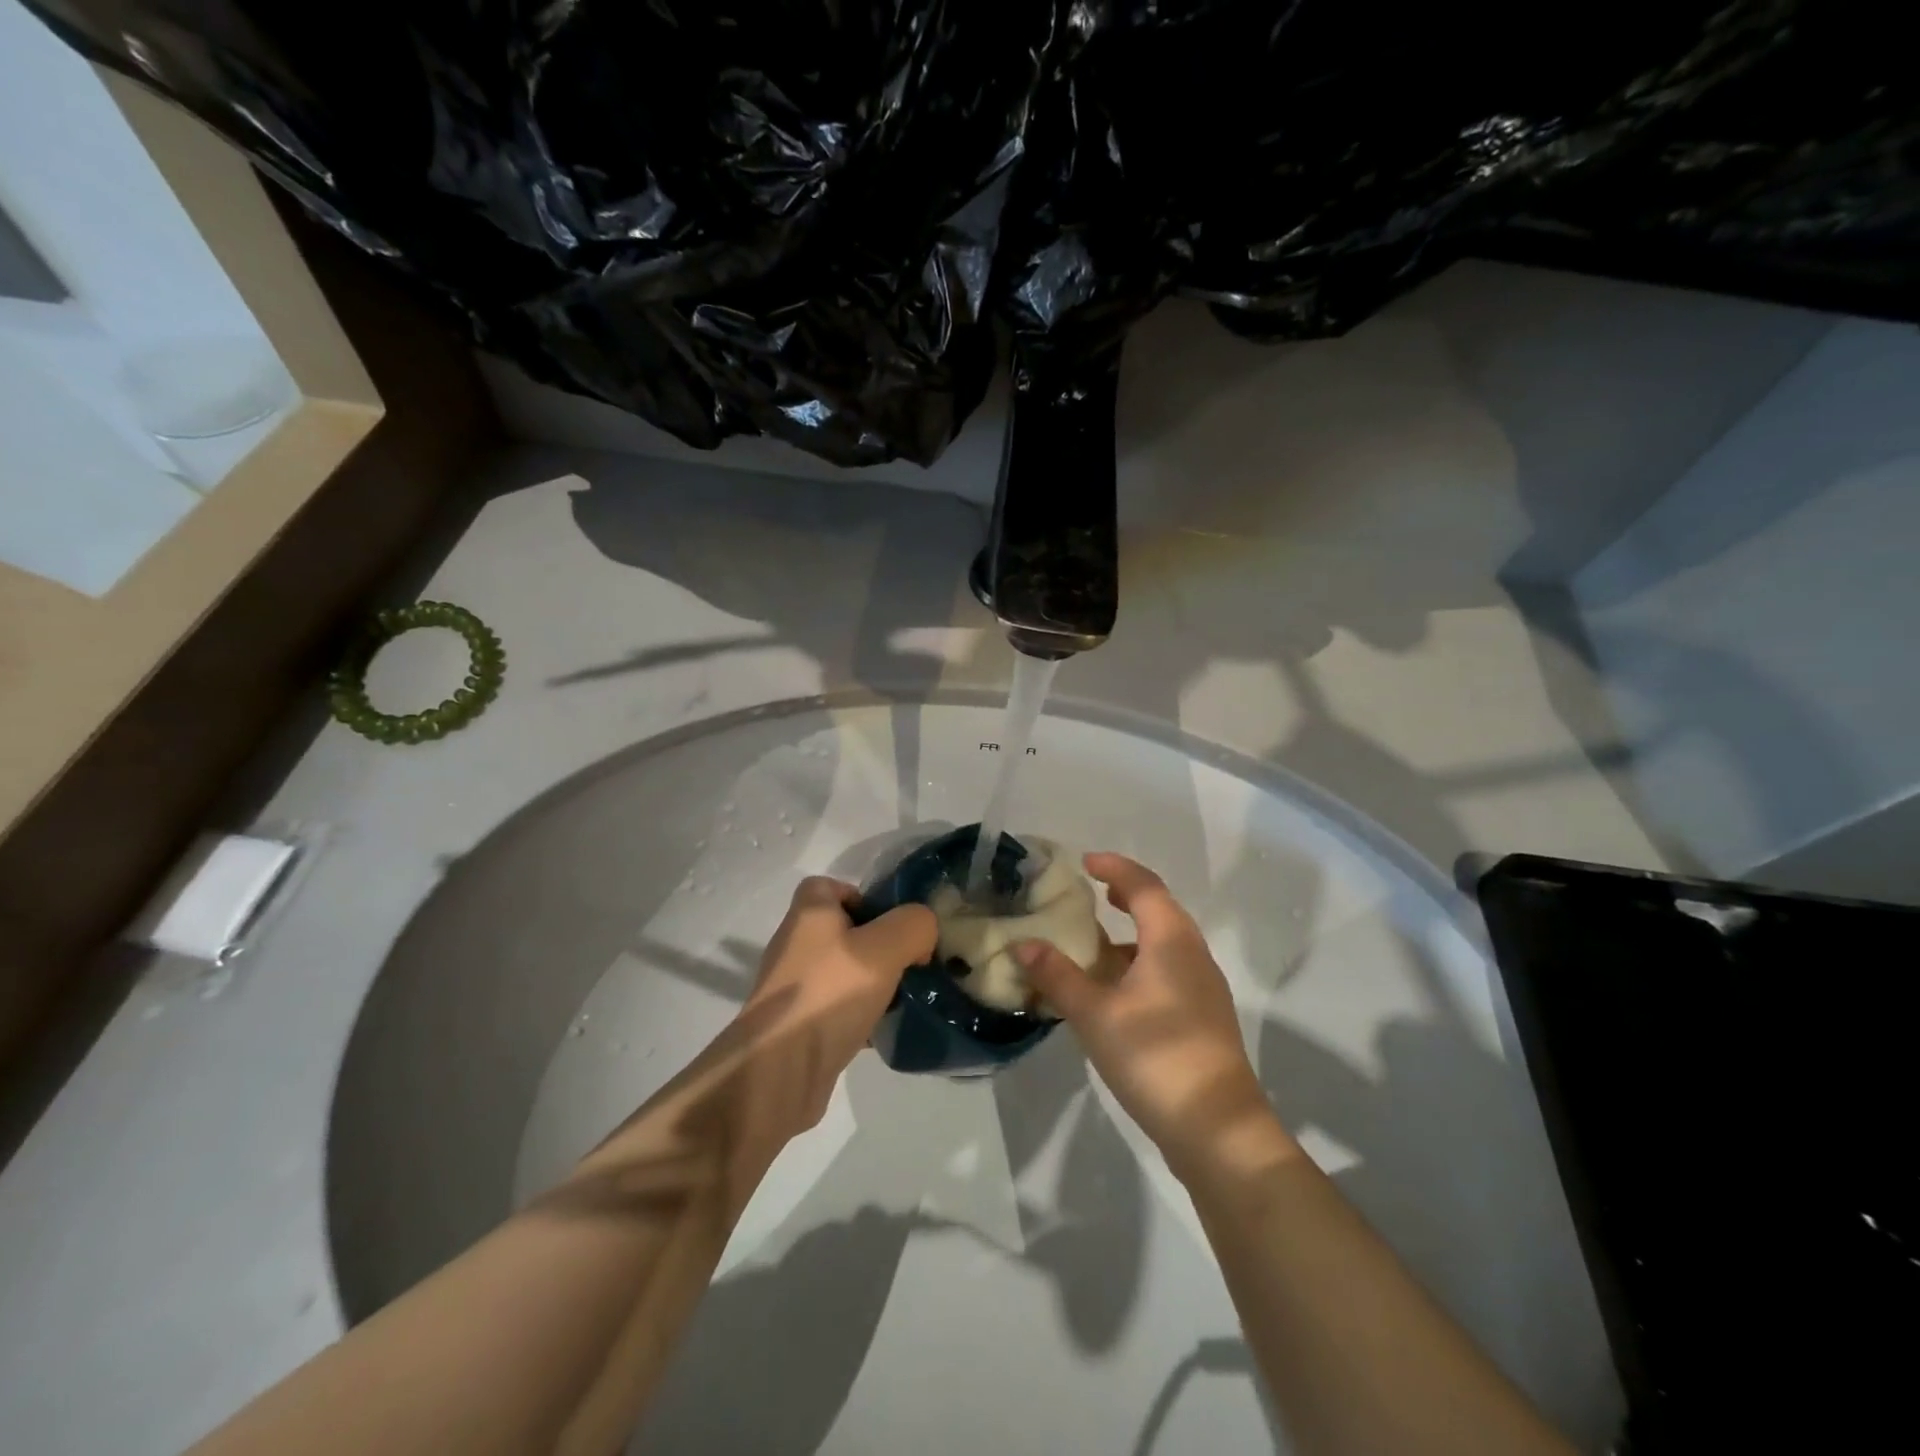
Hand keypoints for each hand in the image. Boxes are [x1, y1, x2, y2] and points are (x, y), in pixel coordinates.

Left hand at [735, 876, 935, 1133]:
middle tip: (906, 961)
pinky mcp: (797, 1024)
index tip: (890, 922)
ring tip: (900, 997)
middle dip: (875, 944)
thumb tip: (922, 930)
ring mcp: (793, 987)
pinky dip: (857, 1015)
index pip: (829, 886)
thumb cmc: (830, 993)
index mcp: (809, 914)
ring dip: (869, 982)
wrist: (780, 1070)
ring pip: (840, 971)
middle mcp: (795, 944)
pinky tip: (879, 1031)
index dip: (861, 896)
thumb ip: (913, 926)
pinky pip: (834, 1008)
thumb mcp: (886, 948)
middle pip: (839, 930)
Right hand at [1015, 853, 1291, 1182]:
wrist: (1217, 1129)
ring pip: (1163, 944)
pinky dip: (1138, 965)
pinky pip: (1167, 971)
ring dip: (1129, 935)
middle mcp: (1192, 955)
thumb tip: (1024, 944)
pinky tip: (1113, 991)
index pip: (1143, 886)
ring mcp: (1203, 988)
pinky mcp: (1202, 1018)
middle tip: (1091, 894)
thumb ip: (1058, 976)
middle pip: (1158, 910)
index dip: (1114, 868)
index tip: (1085, 862)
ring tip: (1093, 942)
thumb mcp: (1095, 1014)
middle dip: (1124, 897)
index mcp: (1171, 940)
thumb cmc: (1155, 1056)